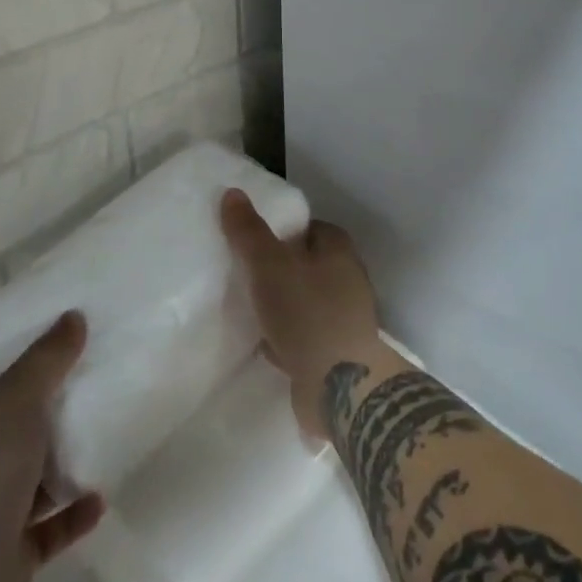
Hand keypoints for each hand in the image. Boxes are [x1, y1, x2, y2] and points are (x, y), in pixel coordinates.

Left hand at [0, 312, 105, 581]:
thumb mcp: (16, 400)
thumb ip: (47, 359)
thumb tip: (73, 316)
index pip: (5, 388)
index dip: (39, 366)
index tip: (80, 348)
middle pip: (25, 431)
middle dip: (60, 413)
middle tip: (107, 388)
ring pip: (38, 479)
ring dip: (69, 464)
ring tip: (112, 439)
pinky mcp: (12, 557)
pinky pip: (51, 527)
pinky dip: (75, 512)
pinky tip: (101, 498)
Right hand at [221, 189, 382, 438]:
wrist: (341, 389)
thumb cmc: (307, 314)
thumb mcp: (269, 266)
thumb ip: (249, 231)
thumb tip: (232, 192)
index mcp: (339, 251)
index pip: (311, 227)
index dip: (284, 230)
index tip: (255, 239)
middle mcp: (348, 280)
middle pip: (308, 264)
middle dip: (280, 269)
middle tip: (247, 273)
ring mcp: (346, 319)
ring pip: (306, 301)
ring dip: (283, 305)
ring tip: (250, 307)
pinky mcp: (338, 353)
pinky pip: (306, 335)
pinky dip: (288, 337)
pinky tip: (265, 344)